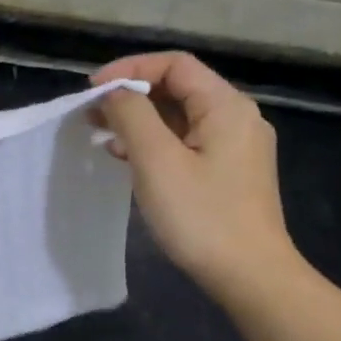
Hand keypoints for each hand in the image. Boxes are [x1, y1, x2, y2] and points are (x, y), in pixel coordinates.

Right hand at [91, 52, 300, 301]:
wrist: (250, 276)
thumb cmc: (201, 216)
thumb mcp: (157, 161)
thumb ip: (132, 116)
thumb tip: (115, 93)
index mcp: (226, 106)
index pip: (174, 65)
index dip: (130, 69)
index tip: (92, 91)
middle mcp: (236, 118)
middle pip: (178, 89)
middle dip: (132, 96)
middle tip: (91, 115)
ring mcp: (236, 148)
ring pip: (180, 118)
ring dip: (140, 121)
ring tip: (101, 136)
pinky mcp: (229, 174)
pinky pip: (187, 143)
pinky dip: (155, 144)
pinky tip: (128, 160)